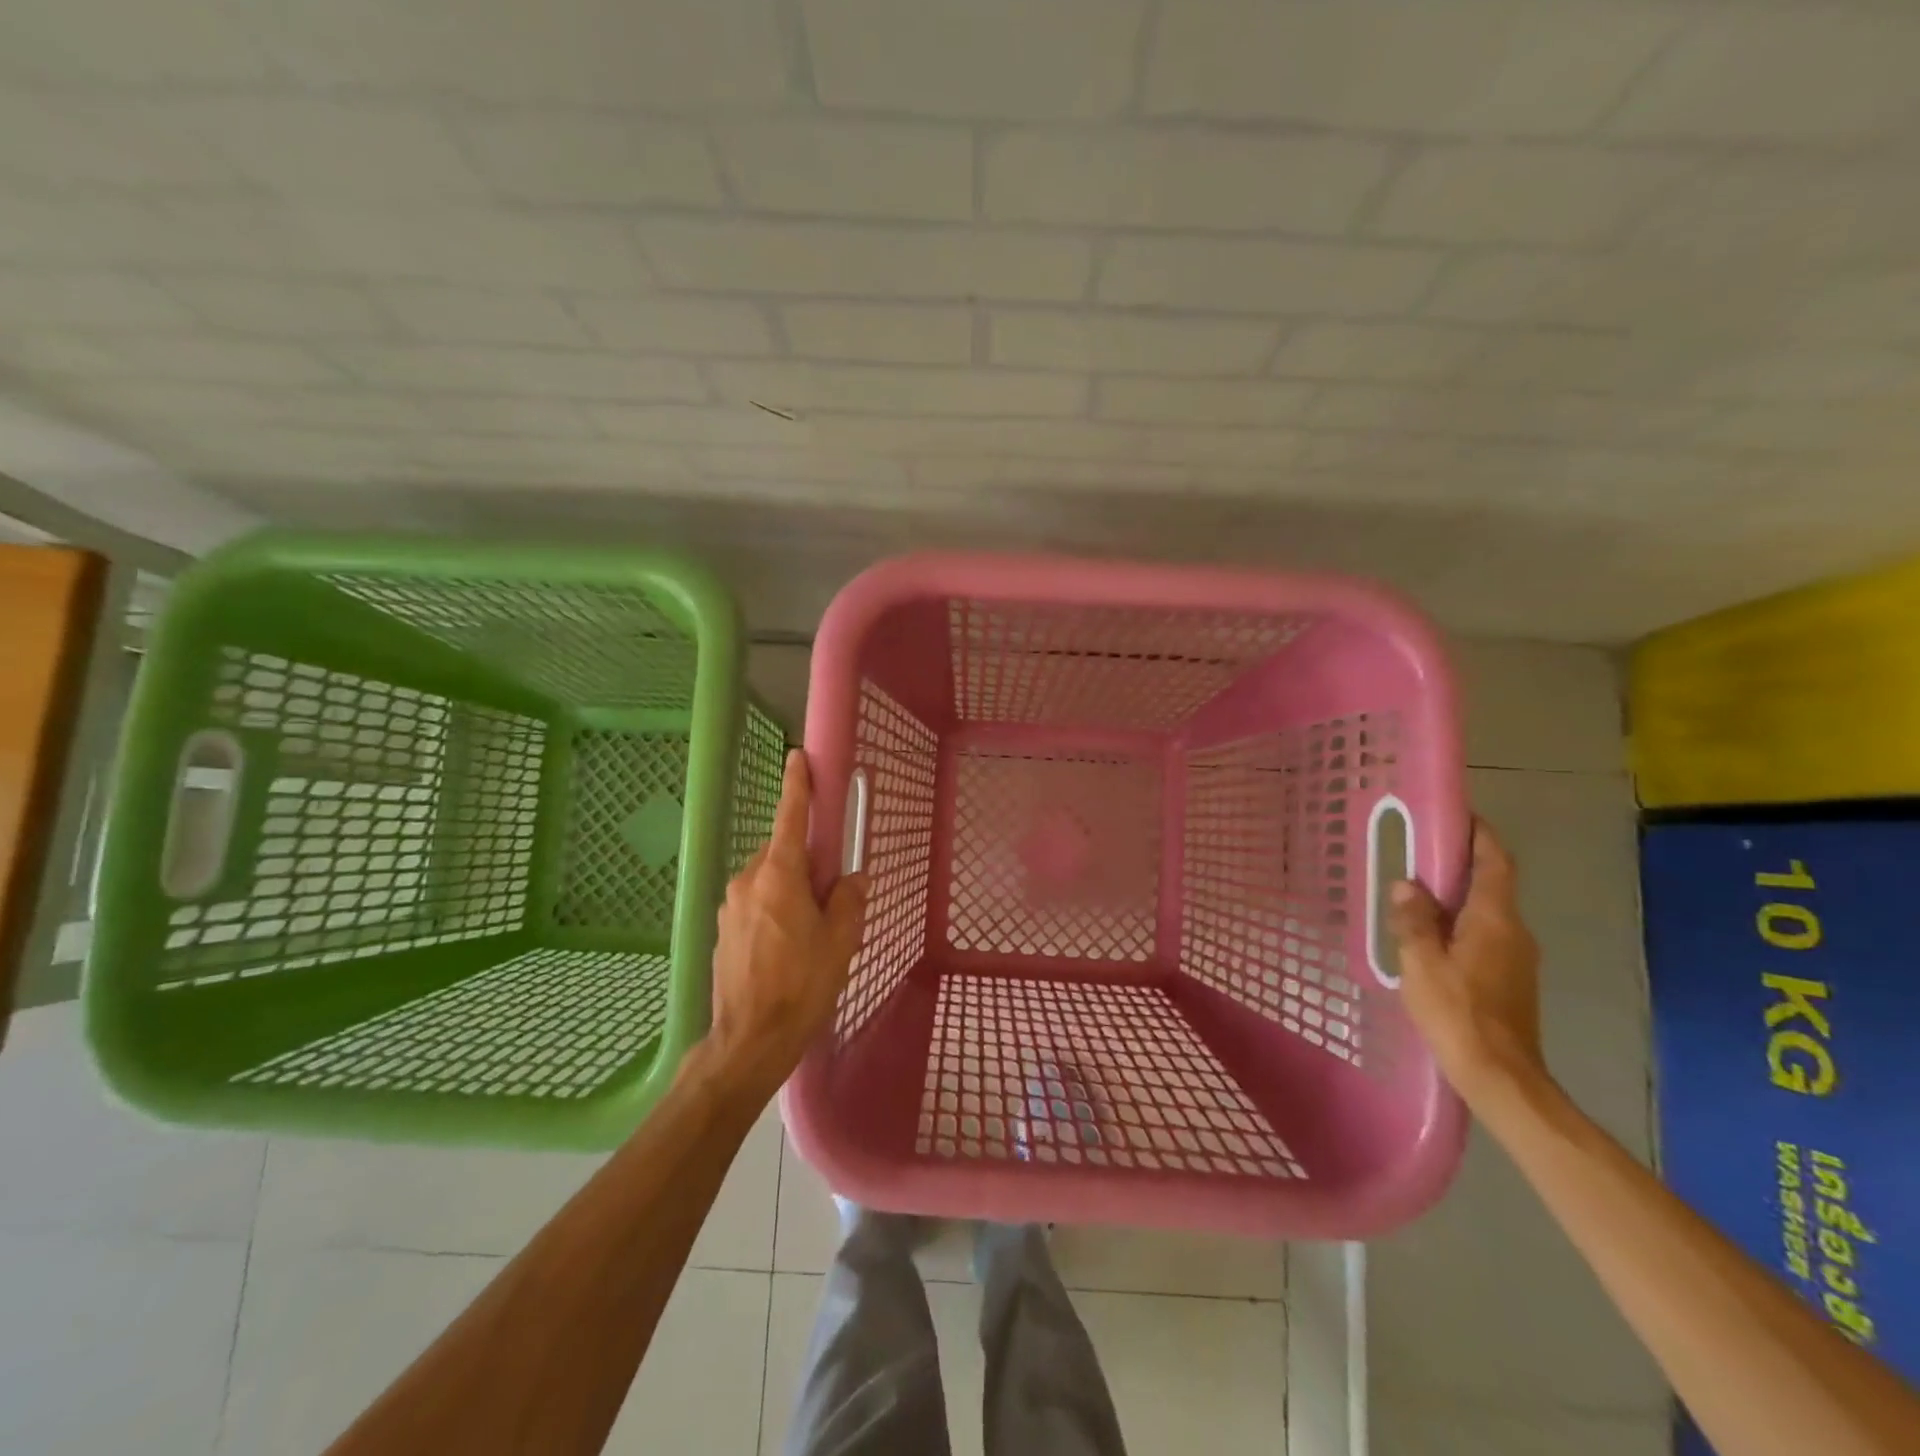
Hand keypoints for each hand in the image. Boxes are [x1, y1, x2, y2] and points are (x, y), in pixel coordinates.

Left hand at [701, 749, 868, 1106]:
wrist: (750, 1039)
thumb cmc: (802, 986)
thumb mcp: (841, 940)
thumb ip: (850, 899)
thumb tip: (852, 880)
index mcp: (779, 876)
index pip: (790, 818)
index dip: (797, 786)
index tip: (798, 758)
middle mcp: (748, 881)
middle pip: (783, 852)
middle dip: (807, 861)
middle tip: (832, 893)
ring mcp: (731, 905)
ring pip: (769, 879)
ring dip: (792, 888)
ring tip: (812, 930)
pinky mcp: (724, 929)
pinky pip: (756, 902)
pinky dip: (776, 908)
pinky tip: (789, 946)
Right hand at [1388, 817, 1547, 1101]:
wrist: (1502, 1077)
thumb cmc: (1458, 1014)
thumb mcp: (1421, 963)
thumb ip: (1413, 921)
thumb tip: (1406, 884)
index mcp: (1495, 920)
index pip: (1495, 862)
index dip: (1480, 834)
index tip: (1457, 814)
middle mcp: (1514, 932)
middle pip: (1492, 884)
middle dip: (1460, 864)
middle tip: (1419, 852)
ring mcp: (1516, 958)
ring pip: (1486, 912)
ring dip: (1456, 896)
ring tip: (1415, 893)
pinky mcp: (1510, 980)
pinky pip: (1484, 935)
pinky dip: (1459, 923)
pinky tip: (1429, 937)